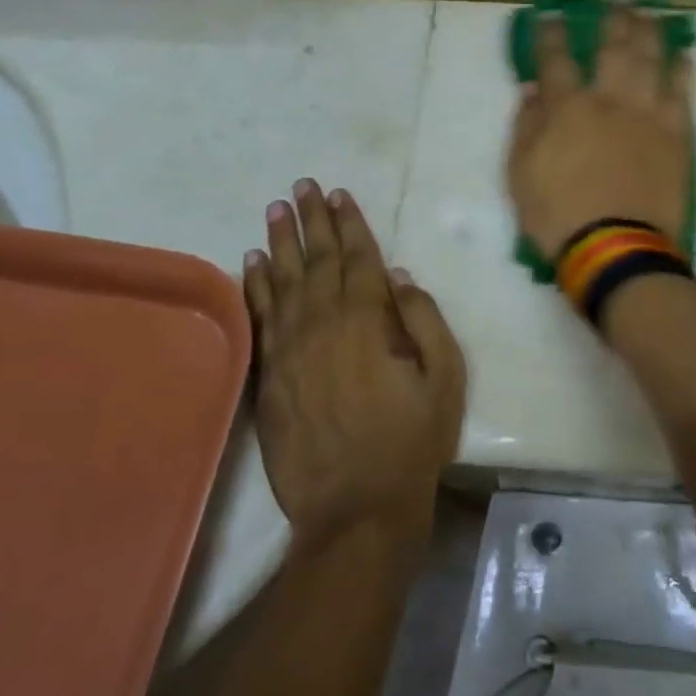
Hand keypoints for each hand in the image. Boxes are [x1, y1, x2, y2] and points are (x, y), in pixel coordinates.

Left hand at [243, 181, 465, 548]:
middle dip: (311, 220)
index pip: (357, 259)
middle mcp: (324, 325)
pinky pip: (260, 319)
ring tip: (275, 210)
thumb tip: (398, 276)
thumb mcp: (444, 379)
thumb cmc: (411, 442)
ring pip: (283, 282)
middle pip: (317, 261)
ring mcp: (291, 350)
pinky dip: (254, 287)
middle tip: (302, 186)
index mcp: (368, 322)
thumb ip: (424, 320)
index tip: (338, 193)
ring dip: (280, 243)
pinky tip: (251, 263)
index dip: (349, 223)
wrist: (357, 509)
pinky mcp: (270, 376)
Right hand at [506, 7, 693, 258]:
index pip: (556, 59)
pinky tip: (683, 56)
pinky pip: (682, 93)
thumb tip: (533, 92)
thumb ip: (526, 128)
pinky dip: (683, 71)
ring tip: (649, 13)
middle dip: (612, 20)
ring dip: (649, 33)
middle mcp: (610, 100)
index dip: (551, 34)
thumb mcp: (520, 175)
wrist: (616, 248)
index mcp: (567, 108)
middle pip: (613, 48)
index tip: (550, 14)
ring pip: (651, 61)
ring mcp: (648, 115)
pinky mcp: (676, 135)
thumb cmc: (559, 216)